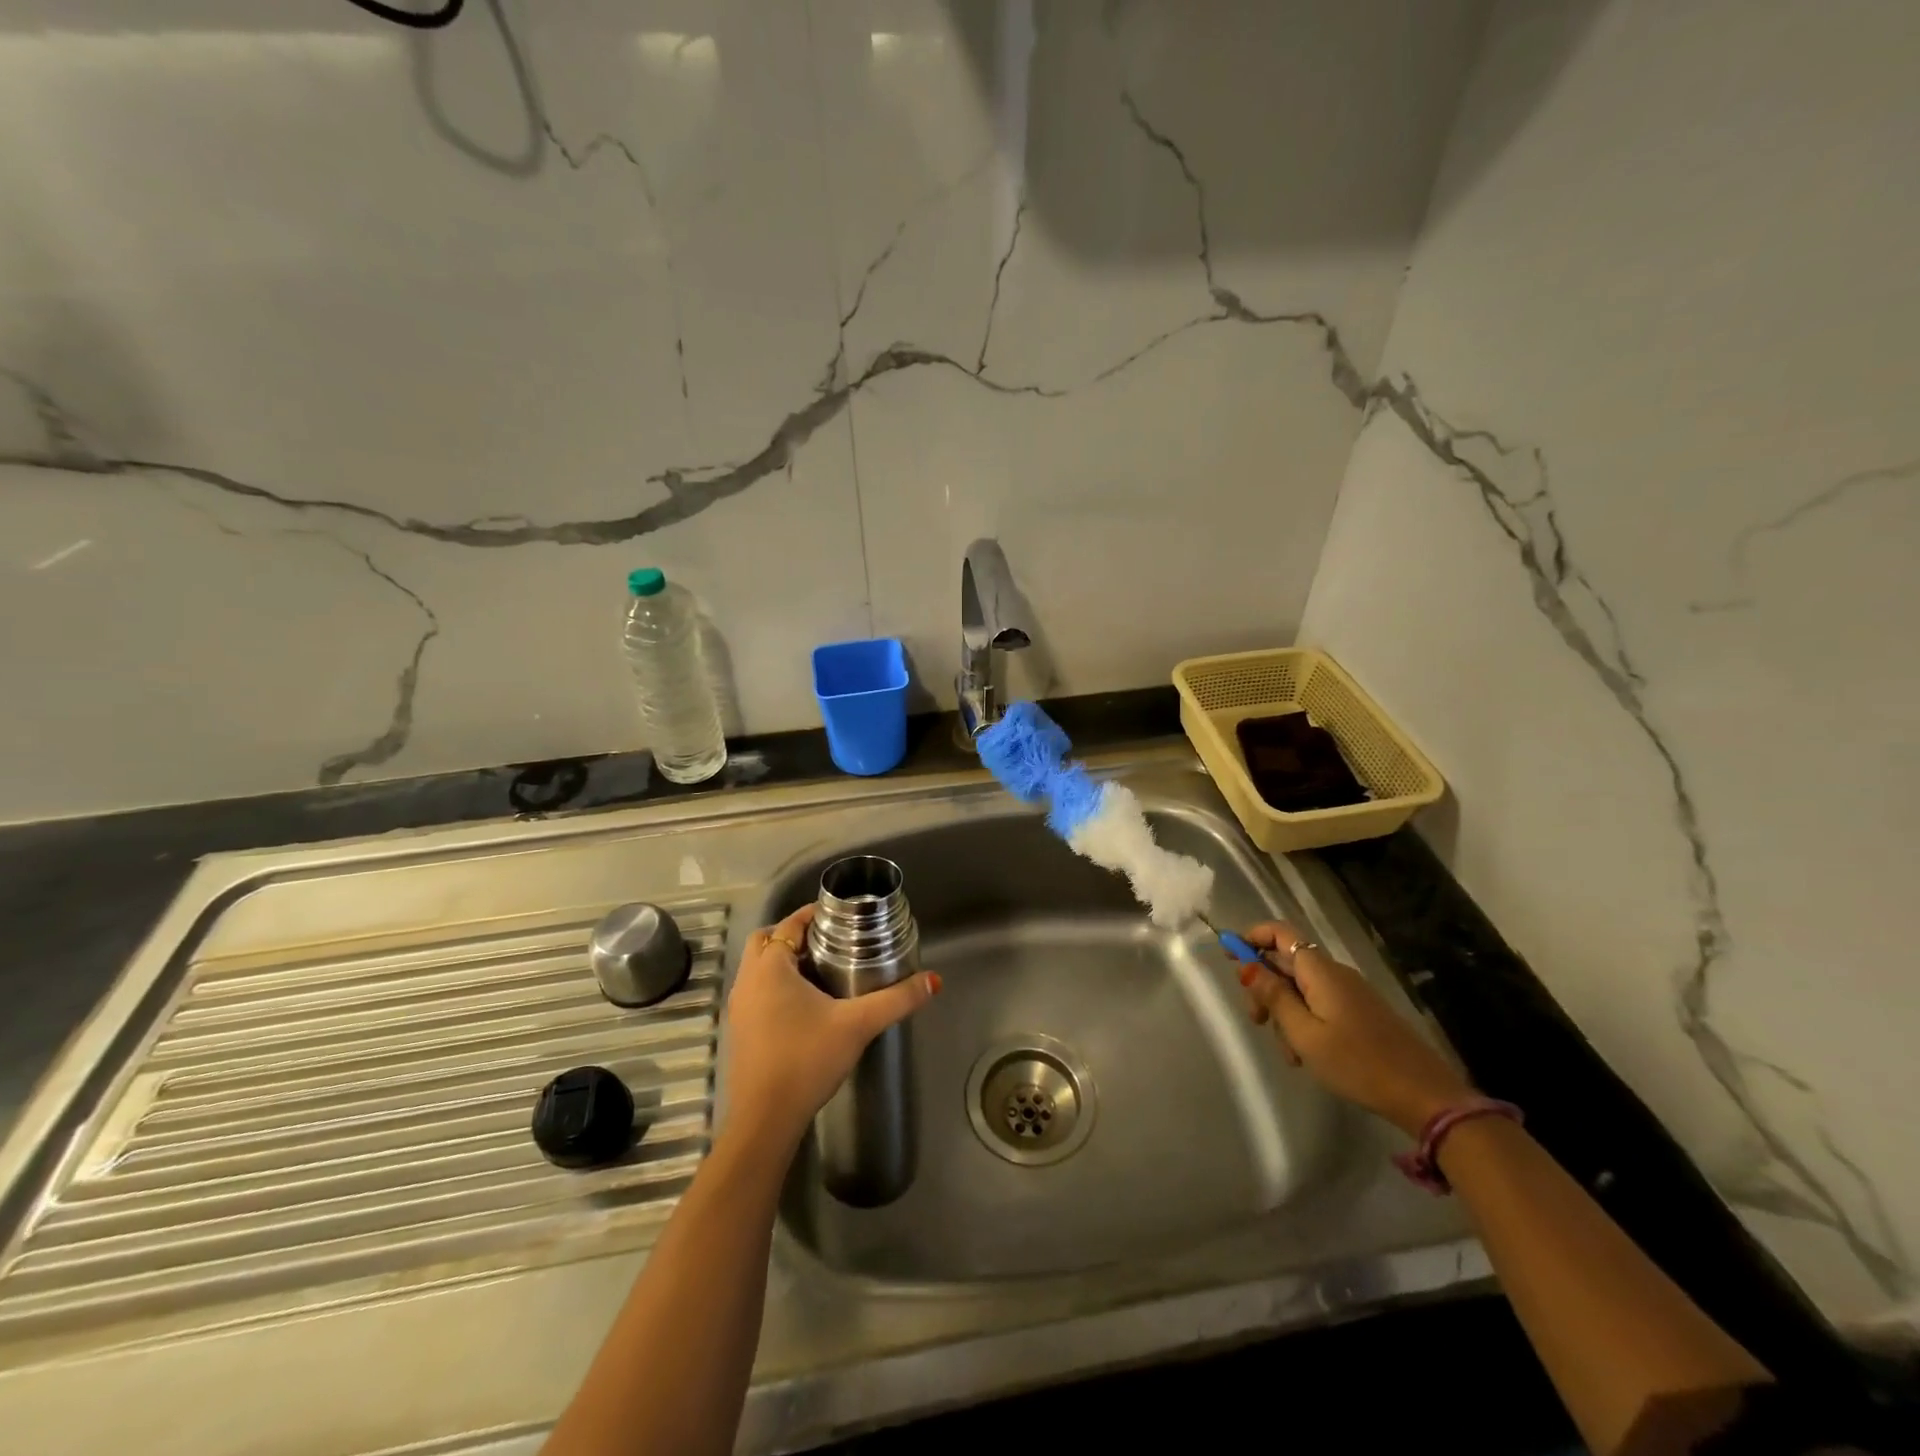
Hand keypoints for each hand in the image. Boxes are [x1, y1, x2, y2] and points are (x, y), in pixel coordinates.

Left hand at [723, 905, 940, 1148]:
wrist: (765, 1120)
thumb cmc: (807, 1060)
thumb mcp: (858, 1025)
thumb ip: (896, 1000)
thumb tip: (932, 981)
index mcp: (770, 967)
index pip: (789, 923)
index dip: (813, 915)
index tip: (841, 917)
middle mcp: (748, 980)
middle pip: (766, 940)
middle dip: (795, 935)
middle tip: (829, 942)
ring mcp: (739, 1007)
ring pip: (758, 967)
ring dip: (784, 961)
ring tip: (822, 970)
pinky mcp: (739, 1031)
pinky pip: (756, 992)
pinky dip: (776, 986)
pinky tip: (804, 1006)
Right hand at [1233, 919, 1471, 1136]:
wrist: (1425, 1096)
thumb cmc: (1357, 1063)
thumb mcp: (1304, 1033)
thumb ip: (1274, 996)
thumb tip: (1247, 965)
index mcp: (1319, 970)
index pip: (1280, 932)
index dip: (1251, 936)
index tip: (1228, 955)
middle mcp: (1335, 973)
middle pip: (1286, 962)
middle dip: (1264, 985)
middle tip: (1256, 1020)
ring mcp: (1350, 993)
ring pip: (1301, 988)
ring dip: (1284, 1011)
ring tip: (1289, 1052)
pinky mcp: (1361, 1013)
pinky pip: (1320, 1004)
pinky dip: (1304, 1022)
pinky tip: (1306, 1055)